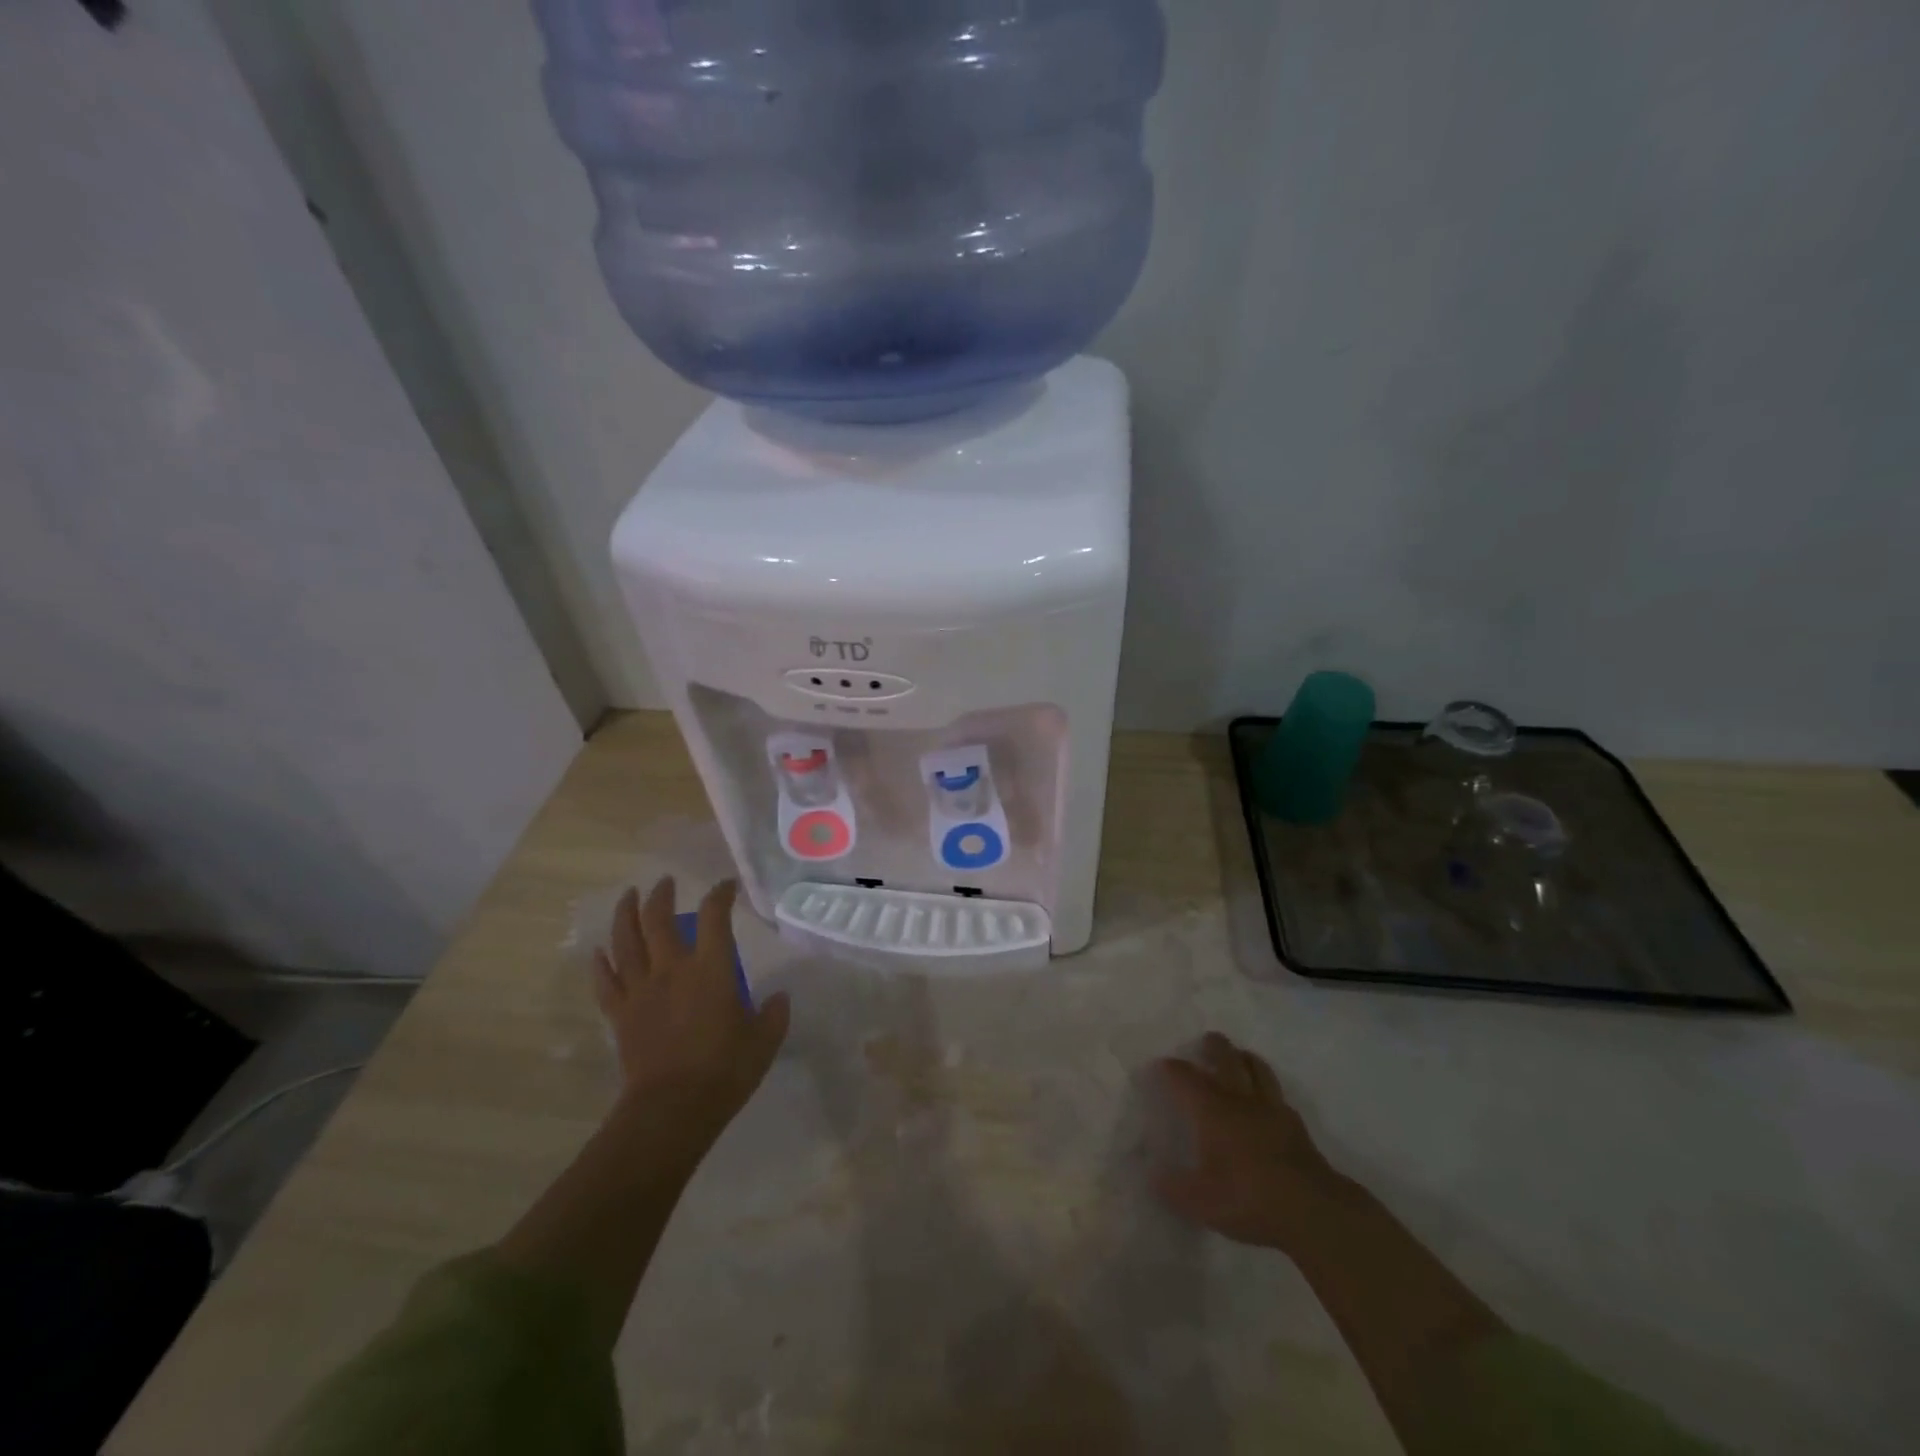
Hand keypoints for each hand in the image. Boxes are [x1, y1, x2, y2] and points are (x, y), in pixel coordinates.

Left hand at [594, 878, 789, 1145]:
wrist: (672, 1108)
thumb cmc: (725, 1070)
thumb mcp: (764, 1040)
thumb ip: (774, 1014)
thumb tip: (780, 997)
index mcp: (711, 967)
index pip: (714, 916)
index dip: (720, 894)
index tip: (727, 886)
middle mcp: (672, 968)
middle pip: (658, 919)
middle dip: (662, 894)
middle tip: (666, 882)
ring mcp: (641, 990)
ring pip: (626, 941)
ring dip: (626, 914)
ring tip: (629, 896)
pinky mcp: (621, 1014)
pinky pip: (606, 981)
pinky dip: (601, 963)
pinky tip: (599, 951)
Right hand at [1149, 1032, 1345, 1251]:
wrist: (1312, 1209)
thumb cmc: (1248, 1198)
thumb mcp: (1199, 1202)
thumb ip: (1172, 1187)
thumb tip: (1154, 1175)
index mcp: (1212, 1110)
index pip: (1185, 1078)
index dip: (1171, 1069)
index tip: (1162, 1065)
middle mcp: (1240, 1100)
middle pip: (1227, 1059)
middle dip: (1215, 1047)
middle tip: (1207, 1040)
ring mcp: (1272, 1110)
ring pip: (1258, 1070)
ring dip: (1245, 1058)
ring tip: (1239, 1056)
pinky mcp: (1296, 1126)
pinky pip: (1278, 1095)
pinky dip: (1268, 1089)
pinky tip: (1267, 1100)